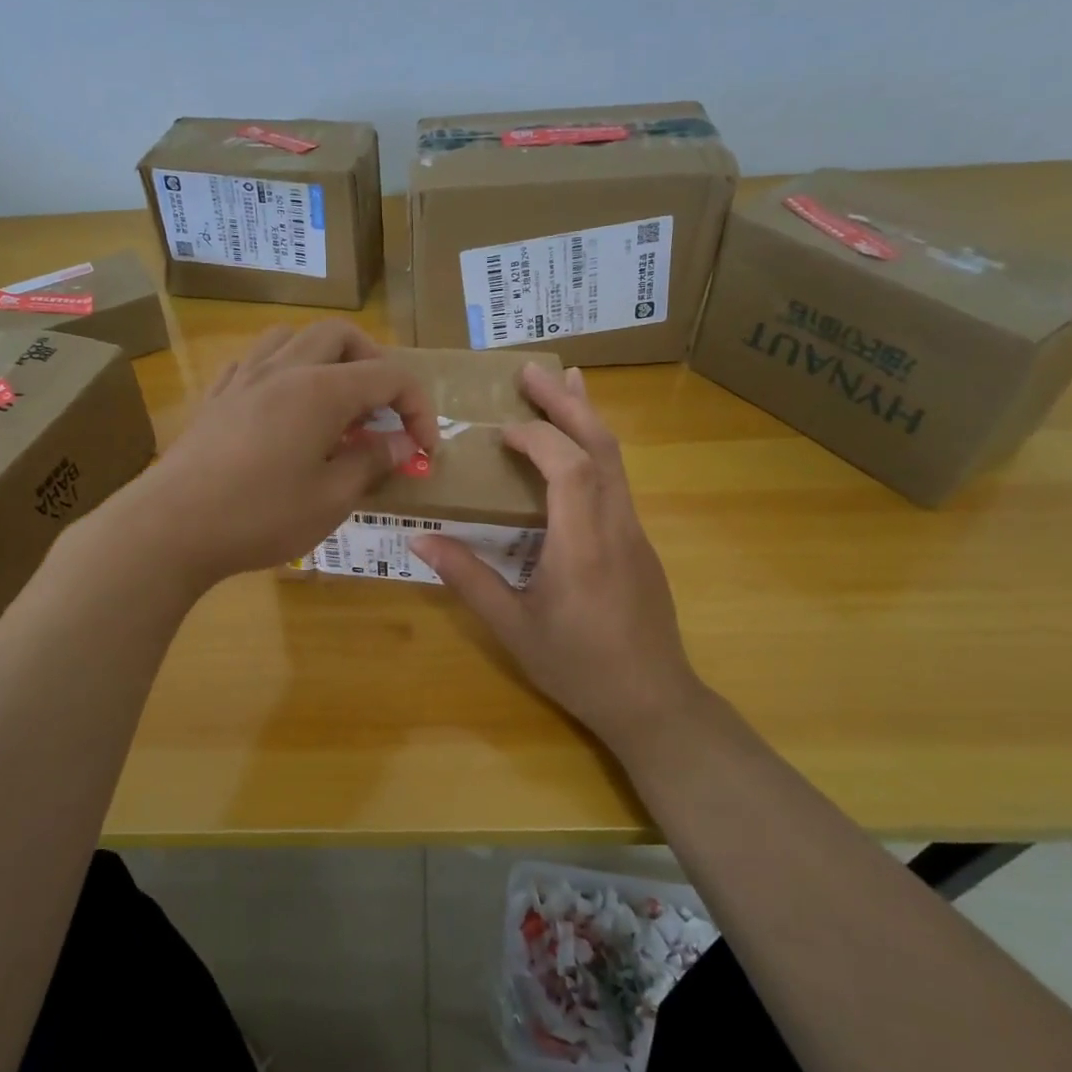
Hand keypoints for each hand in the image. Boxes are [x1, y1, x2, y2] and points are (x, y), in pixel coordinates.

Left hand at [122, 320, 440, 585]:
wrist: (171, 526)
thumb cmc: (260, 516)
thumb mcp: (331, 499)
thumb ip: (372, 463)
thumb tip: (402, 444)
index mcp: (322, 390)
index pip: (389, 375)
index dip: (418, 407)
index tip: (423, 448)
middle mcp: (284, 369)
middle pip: (341, 335)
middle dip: (374, 364)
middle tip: (382, 410)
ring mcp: (243, 378)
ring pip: (293, 337)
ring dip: (324, 357)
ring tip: (333, 401)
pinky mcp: (216, 397)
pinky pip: (255, 361)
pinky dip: (282, 371)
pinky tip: (282, 407)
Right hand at [412, 364, 708, 764]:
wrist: (653, 702)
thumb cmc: (578, 667)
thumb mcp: (513, 628)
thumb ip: (468, 578)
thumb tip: (419, 539)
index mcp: (583, 544)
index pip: (569, 466)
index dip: (537, 436)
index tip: (500, 429)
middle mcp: (616, 525)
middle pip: (602, 446)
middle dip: (568, 403)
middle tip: (533, 369)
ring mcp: (634, 531)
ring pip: (617, 459)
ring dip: (587, 417)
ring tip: (564, 383)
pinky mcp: (638, 542)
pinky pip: (617, 480)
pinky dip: (595, 448)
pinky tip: (576, 449)